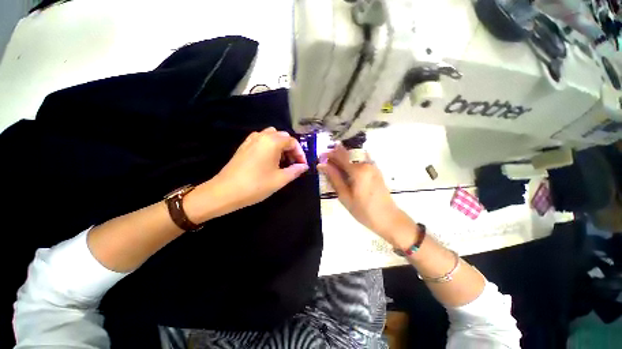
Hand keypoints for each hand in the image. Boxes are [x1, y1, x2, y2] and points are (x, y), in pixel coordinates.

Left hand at [212, 127, 308, 209]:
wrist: (225, 191)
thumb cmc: (256, 185)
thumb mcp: (280, 179)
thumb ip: (295, 171)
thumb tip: (304, 166)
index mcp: (273, 142)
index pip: (292, 142)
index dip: (300, 153)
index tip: (302, 165)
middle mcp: (262, 136)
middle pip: (282, 136)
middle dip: (291, 149)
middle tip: (293, 163)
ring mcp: (251, 140)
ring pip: (272, 136)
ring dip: (280, 146)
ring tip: (282, 161)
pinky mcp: (244, 146)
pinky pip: (261, 140)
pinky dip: (269, 146)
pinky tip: (269, 159)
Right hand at [318, 145, 415, 247]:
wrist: (388, 218)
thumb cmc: (364, 211)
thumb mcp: (345, 196)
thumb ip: (334, 178)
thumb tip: (322, 165)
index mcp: (358, 170)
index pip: (340, 156)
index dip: (329, 154)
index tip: (320, 156)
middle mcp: (366, 164)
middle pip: (347, 155)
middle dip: (335, 156)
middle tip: (325, 164)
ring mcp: (373, 166)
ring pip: (353, 158)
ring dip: (342, 160)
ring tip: (334, 168)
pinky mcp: (376, 170)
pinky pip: (360, 162)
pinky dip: (351, 164)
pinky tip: (346, 171)